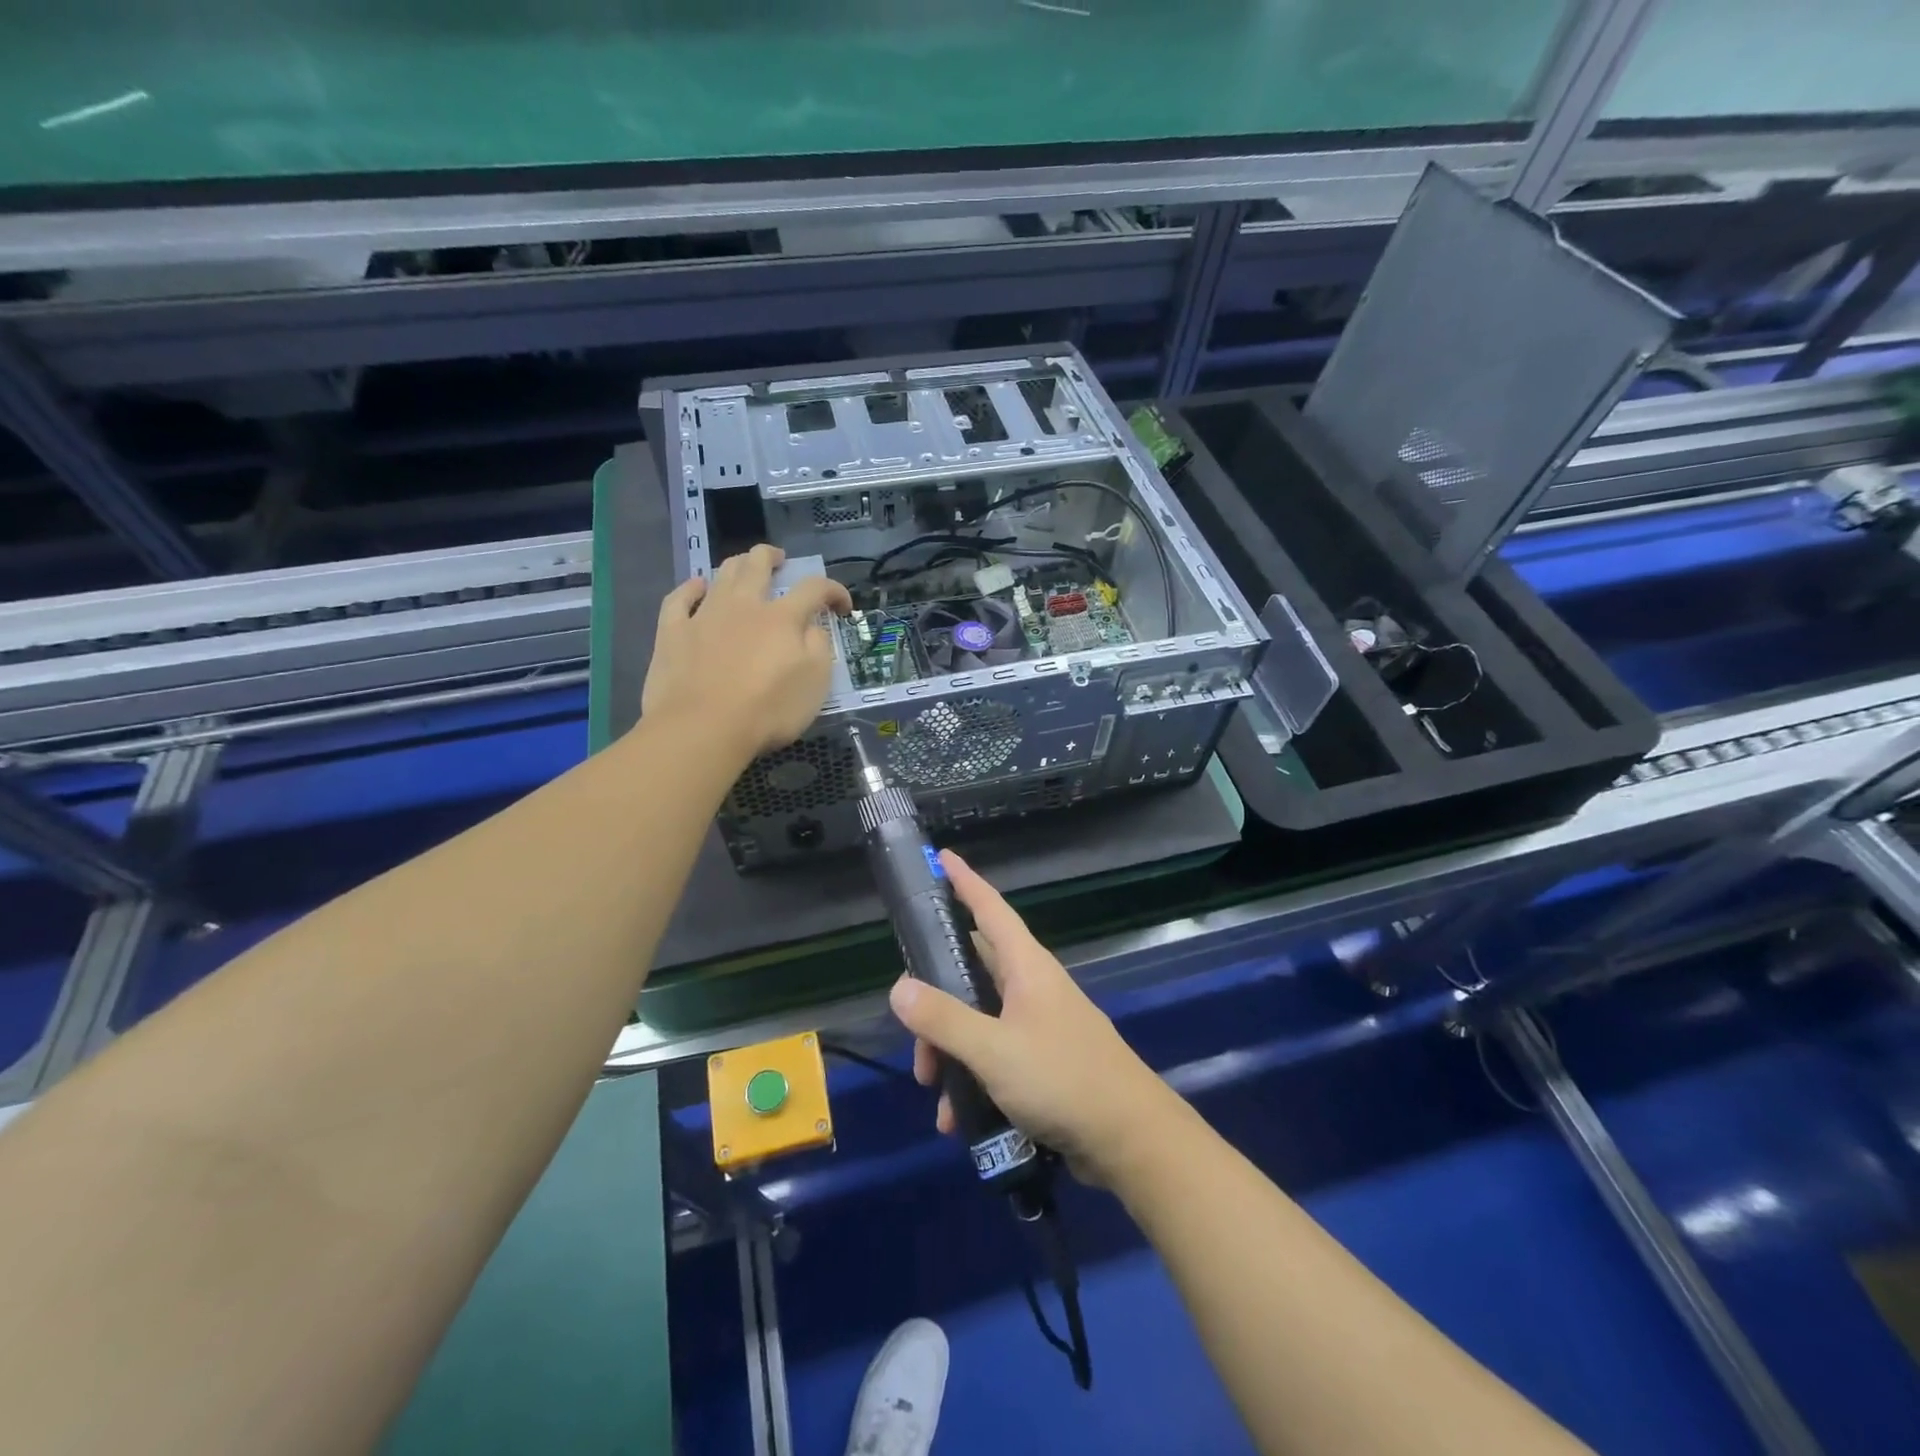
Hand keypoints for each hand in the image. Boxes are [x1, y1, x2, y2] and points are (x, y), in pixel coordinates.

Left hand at [642, 545, 852, 759]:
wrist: (702, 729)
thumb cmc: (767, 710)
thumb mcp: (815, 684)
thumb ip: (819, 648)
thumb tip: (813, 628)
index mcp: (782, 618)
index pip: (814, 589)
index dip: (833, 591)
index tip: (842, 607)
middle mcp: (744, 606)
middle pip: (757, 565)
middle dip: (772, 557)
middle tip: (780, 561)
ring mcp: (704, 616)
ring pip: (721, 575)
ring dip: (737, 566)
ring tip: (744, 568)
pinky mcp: (673, 633)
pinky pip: (679, 599)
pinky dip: (690, 588)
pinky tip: (696, 586)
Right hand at [889, 850, 1178, 1185]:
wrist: (1129, 1138)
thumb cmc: (1062, 1079)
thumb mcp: (993, 1049)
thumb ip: (944, 1019)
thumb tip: (898, 987)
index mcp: (1026, 967)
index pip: (990, 908)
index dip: (965, 881)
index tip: (942, 857)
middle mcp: (1031, 987)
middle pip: (972, 972)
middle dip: (936, 999)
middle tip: (912, 1031)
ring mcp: (1038, 1024)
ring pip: (978, 1021)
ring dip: (950, 1050)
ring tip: (935, 1093)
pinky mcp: (1042, 1061)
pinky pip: (994, 1056)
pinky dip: (971, 1078)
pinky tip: (958, 1118)